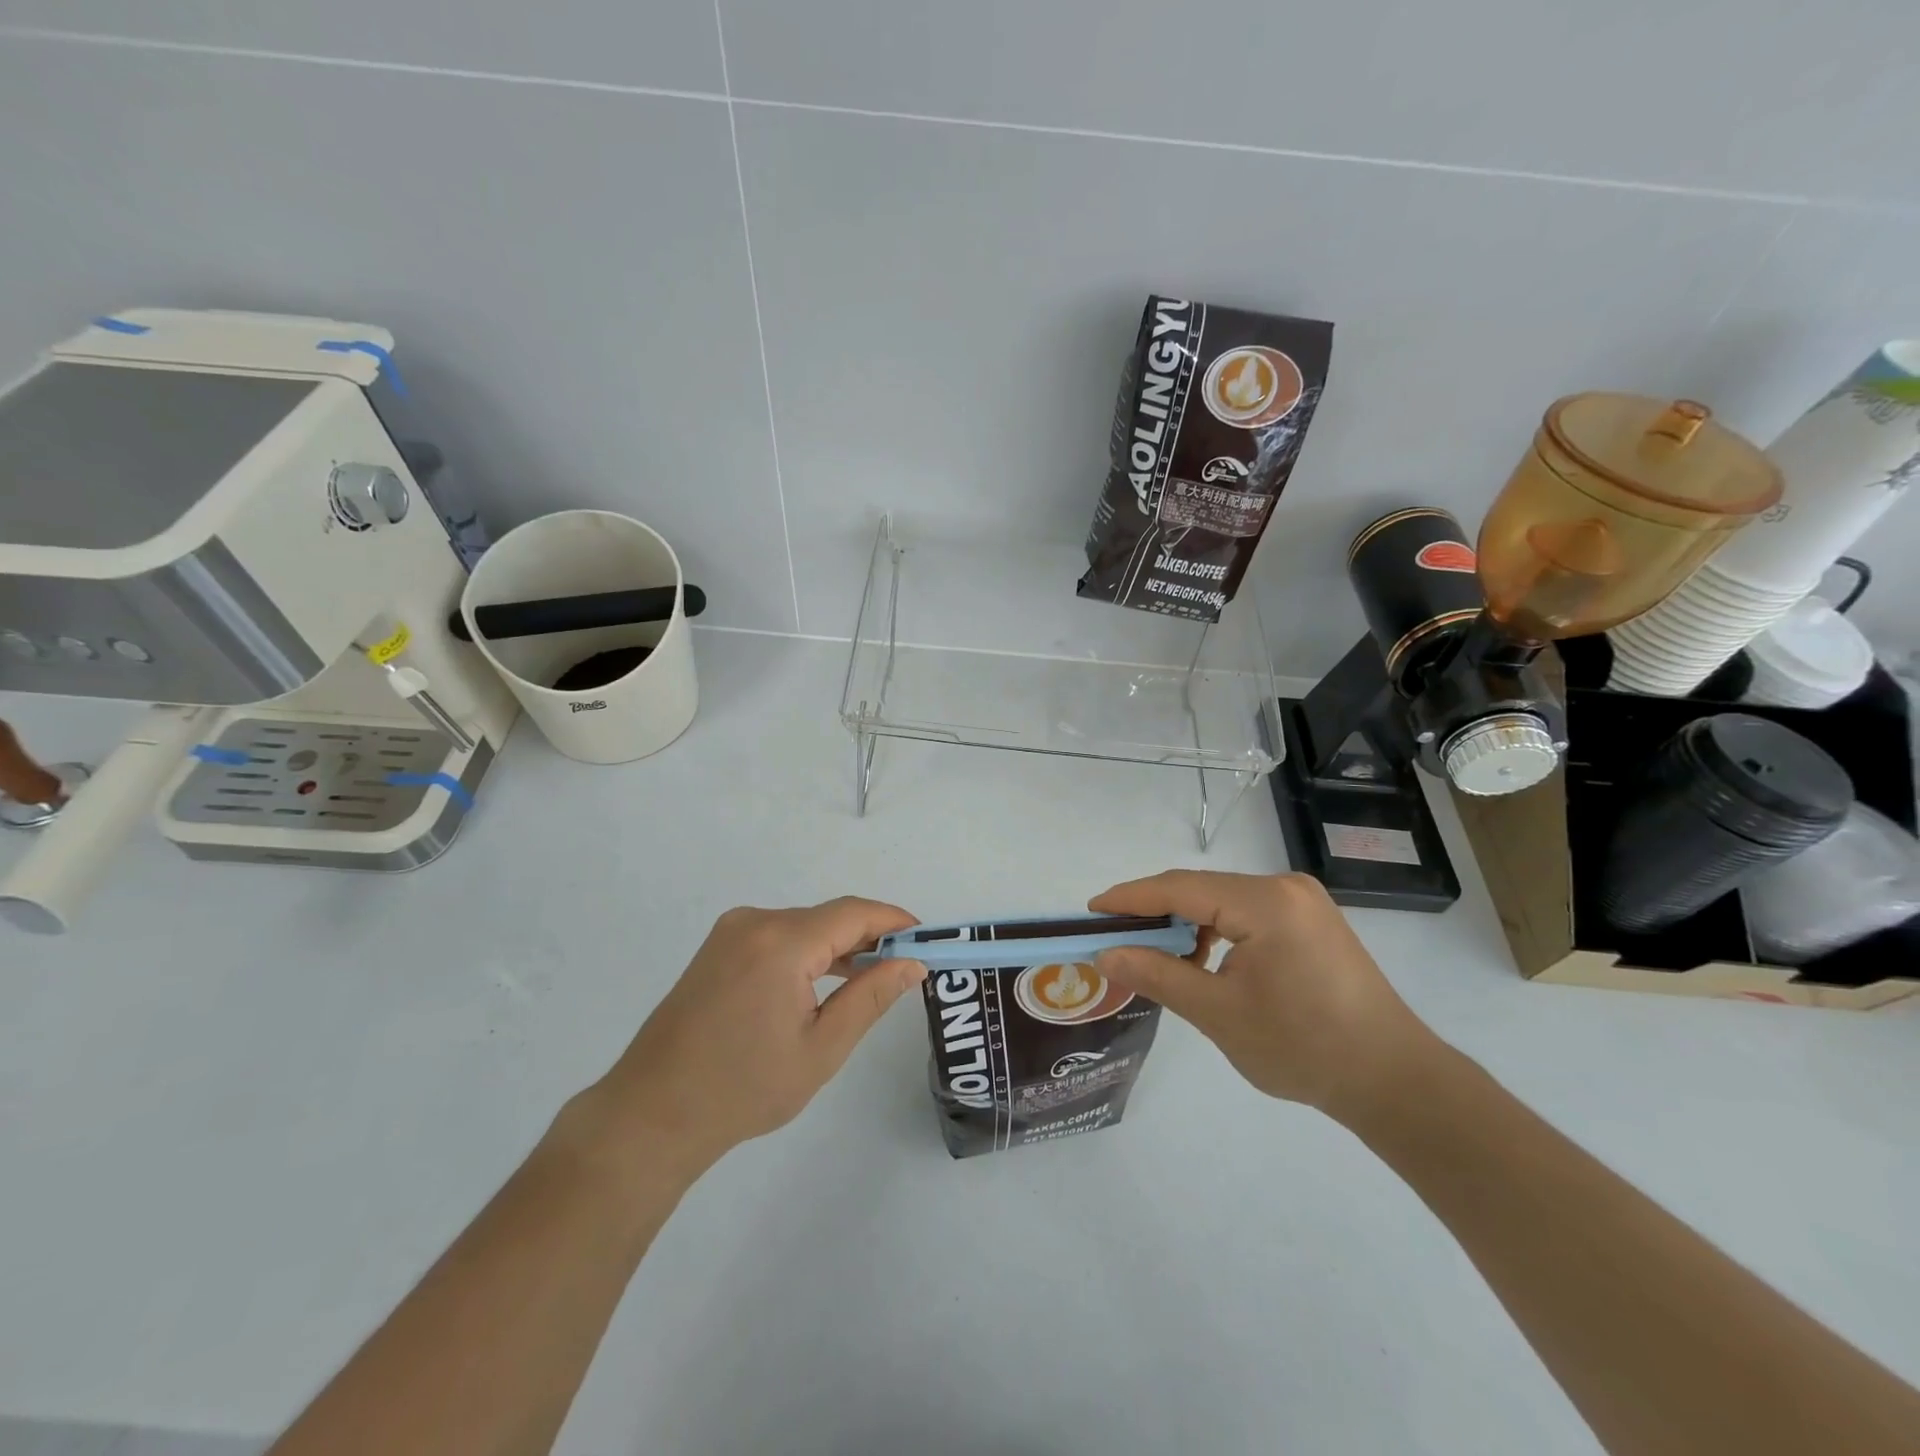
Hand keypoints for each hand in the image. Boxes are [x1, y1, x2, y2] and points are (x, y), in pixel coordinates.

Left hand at [585, 899, 925, 1173]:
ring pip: (804, 926)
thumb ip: (871, 997)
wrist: (652, 1114)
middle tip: (905, 966)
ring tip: (872, 977)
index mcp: (782, 941)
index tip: (926, 939)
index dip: (894, 920)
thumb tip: (912, 962)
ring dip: (839, 945)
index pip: (854, 913)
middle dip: (870, 936)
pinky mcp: (718, 948)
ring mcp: (731, 932)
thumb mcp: (821, 1048)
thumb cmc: (744, 1089)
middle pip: (828, 917)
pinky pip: (778, 936)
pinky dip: (808, 952)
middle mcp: (755, 922)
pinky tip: (824, 981)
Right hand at [1089, 871, 1437, 1119]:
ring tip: (1153, 954)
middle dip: (1155, 912)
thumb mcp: (1219, 1014)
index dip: (1130, 898)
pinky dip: (1215, 930)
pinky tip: (1201, 959)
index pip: (1180, 887)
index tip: (1090, 911)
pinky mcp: (1310, 920)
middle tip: (1115, 937)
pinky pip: (1246, 912)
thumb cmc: (1304, 1047)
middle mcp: (1284, 887)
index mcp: (1266, 902)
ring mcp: (1302, 901)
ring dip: (1185, 922)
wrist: (1394, 1081)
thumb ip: (1158, 975)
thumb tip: (1105, 954)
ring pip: (1222, 899)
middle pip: (1201, 888)